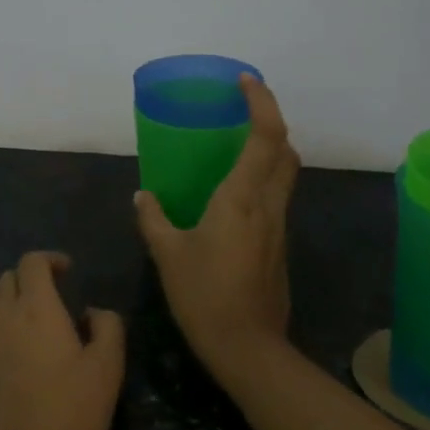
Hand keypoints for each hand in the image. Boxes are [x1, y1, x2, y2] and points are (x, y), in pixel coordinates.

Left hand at [0, 252, 125, 429]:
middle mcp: (4, 320)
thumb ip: (107, 327)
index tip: (68, 271)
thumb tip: (92, 312)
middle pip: (7, 280)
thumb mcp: (108, 367)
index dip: (50, 259)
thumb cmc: (71, 411)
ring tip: (43, 326)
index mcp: (36, 309)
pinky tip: (28, 361)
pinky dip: (7, 333)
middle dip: (29, 277)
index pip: (31, 263)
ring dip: (16, 304)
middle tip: (56, 294)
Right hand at [135, 74, 298, 388]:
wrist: (248, 348)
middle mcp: (268, 206)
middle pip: (285, 150)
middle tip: (241, 110)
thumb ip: (154, 219)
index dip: (261, 102)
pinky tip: (234, 194)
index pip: (265, 137)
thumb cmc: (205, 296)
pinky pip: (276, 197)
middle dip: (269, 121)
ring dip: (269, 149)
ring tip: (235, 145)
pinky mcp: (279, 246)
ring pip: (285, 174)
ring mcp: (278, 227)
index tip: (245, 81)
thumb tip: (143, 195)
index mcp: (241, 199)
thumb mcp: (168, 255)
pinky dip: (263, 178)